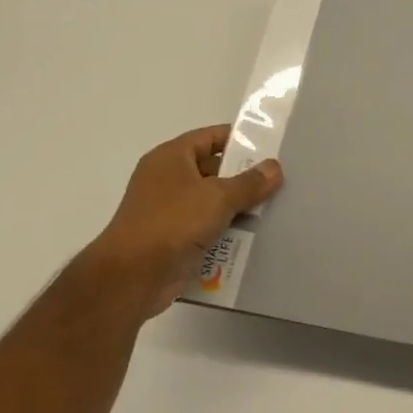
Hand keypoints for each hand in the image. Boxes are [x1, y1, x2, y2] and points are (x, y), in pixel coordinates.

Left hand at [86, 125, 281, 317]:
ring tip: (274, 211)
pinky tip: (255, 238)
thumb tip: (274, 167)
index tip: (269, 148)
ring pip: (212, 203)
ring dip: (238, 209)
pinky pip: (206, 229)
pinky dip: (226, 232)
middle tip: (280, 183)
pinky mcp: (173, 239)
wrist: (133, 276)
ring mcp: (169, 211)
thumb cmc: (173, 222)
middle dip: (244, 178)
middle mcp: (167, 179)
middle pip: (213, 170)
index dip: (239, 140)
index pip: (210, 137)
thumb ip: (249, 182)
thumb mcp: (218, 197)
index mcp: (171, 158)